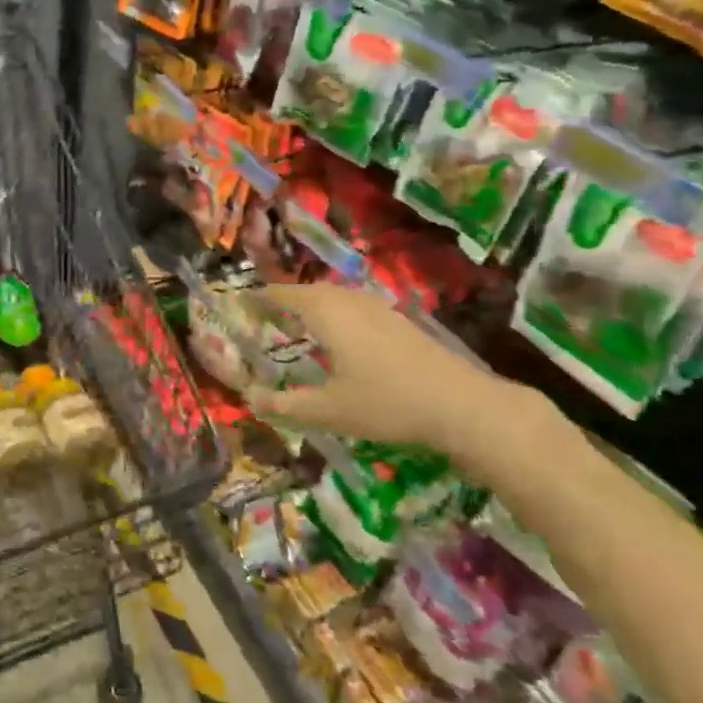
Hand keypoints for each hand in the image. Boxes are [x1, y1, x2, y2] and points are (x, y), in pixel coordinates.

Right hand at [244, 284, 537, 469]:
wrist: (462, 405)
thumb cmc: (386, 403)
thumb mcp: (328, 410)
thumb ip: (285, 404)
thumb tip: (248, 397)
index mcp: (327, 313)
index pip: (284, 295)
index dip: (260, 297)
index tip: (240, 301)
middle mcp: (350, 301)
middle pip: (310, 291)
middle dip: (286, 299)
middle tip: (265, 314)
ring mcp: (379, 309)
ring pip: (336, 298)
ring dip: (313, 305)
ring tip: (298, 324)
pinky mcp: (399, 322)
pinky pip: (355, 307)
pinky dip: (337, 315)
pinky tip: (342, 339)